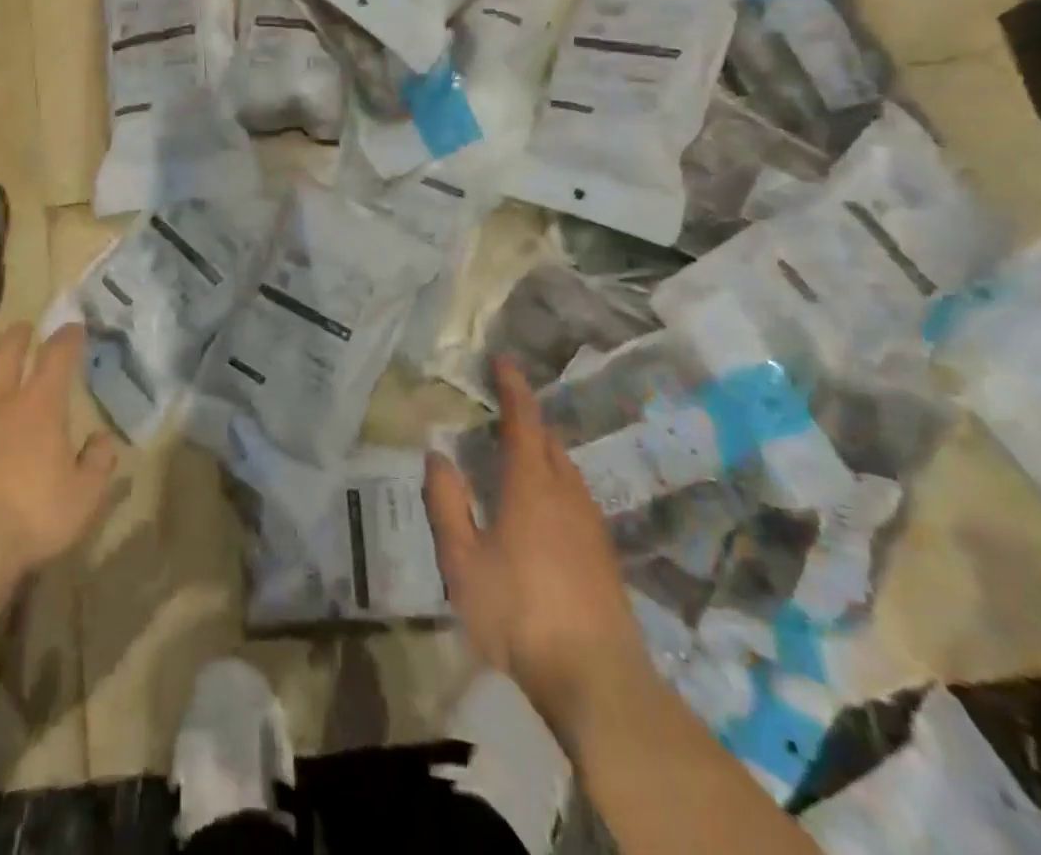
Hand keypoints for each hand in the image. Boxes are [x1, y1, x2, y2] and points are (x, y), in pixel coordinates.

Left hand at [0, 323, 117, 576]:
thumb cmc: (31, 517)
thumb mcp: (84, 497)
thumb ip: (98, 463)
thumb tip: (103, 439)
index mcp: (41, 406)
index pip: (57, 355)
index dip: (67, 338)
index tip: (74, 328)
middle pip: (6, 350)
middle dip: (18, 335)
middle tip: (24, 330)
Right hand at [424, 359, 646, 720]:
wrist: (597, 679)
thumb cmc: (519, 614)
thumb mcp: (463, 562)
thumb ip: (446, 503)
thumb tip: (437, 455)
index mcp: (531, 485)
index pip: (523, 420)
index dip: (513, 387)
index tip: (503, 361)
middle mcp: (566, 493)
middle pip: (550, 441)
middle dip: (528, 420)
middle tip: (501, 415)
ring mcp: (591, 524)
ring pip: (567, 469)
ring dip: (543, 453)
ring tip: (517, 460)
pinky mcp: (603, 553)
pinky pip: (576, 497)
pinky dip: (556, 484)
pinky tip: (542, 512)